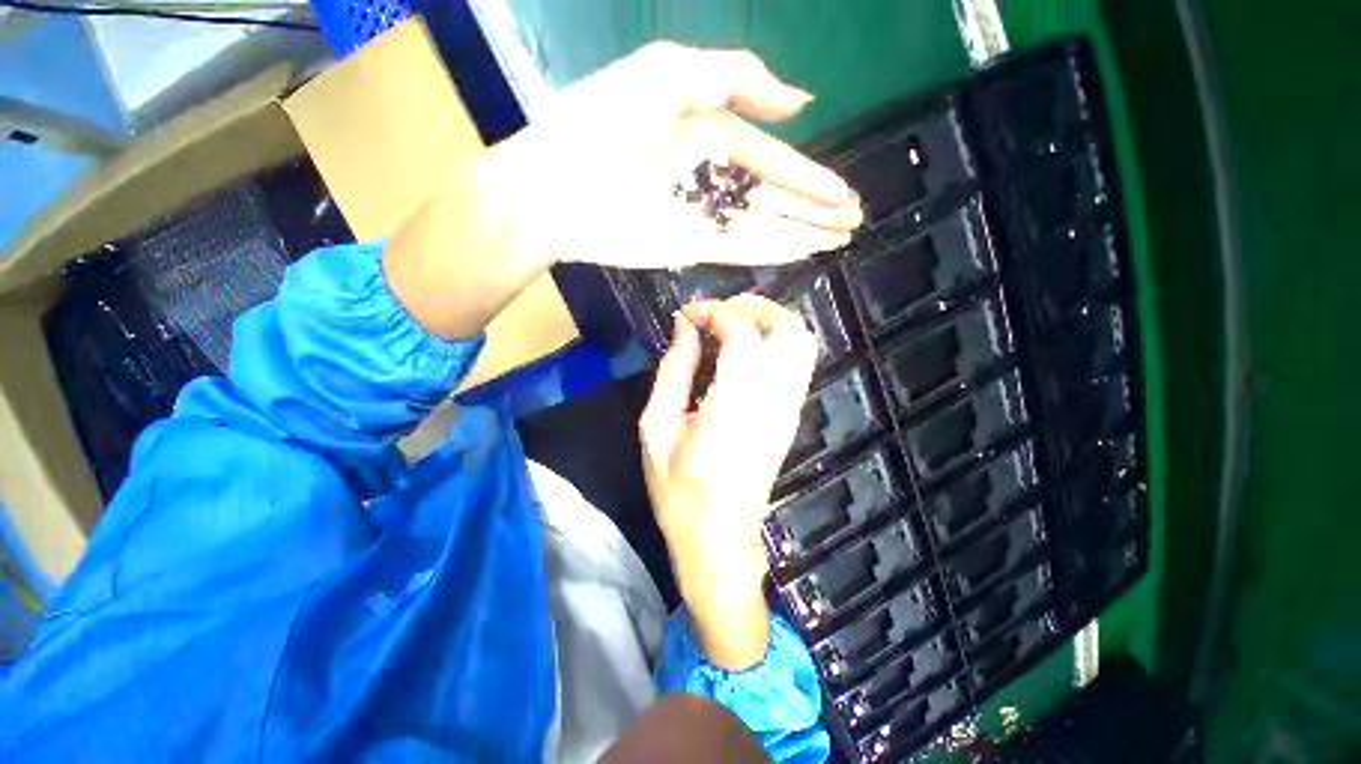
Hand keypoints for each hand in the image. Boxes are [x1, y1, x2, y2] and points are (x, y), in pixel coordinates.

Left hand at [482, 41, 862, 268]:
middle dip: (815, 211)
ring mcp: (702, 217)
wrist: (555, 187)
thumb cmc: (602, 122)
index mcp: (709, 134)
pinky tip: (803, 253)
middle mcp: (711, 179)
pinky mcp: (690, 248)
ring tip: (840, 240)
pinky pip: (741, 250)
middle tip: (854, 222)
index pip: (772, 162)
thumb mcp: (669, 72)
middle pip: (774, 198)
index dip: (810, 178)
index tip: (845, 196)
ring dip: (802, 234)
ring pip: (763, 227)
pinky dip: (773, 252)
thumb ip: (738, 78)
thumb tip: (801, 100)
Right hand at [639, 295, 817, 668]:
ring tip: (729, 325)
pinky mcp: (791, 416)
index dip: (715, 312)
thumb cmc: (678, 490)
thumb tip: (684, 328)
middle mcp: (774, 400)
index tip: (687, 316)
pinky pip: (796, 362)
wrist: (718, 539)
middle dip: (751, 306)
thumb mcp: (656, 429)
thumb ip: (673, 371)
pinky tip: (742, 350)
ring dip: (767, 320)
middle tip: (715, 313)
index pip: (743, 334)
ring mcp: (789, 408)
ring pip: (800, 342)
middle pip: (787, 328)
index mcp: (735, 405)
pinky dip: (773, 341)